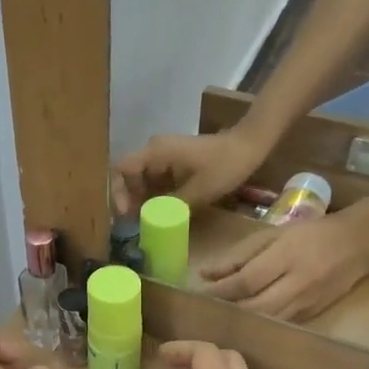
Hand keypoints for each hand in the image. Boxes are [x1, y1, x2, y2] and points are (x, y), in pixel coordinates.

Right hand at [112, 127, 268, 214]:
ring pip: (142, 180)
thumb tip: (150, 222)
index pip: (121, 169)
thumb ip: (170, 206)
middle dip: (130, 200)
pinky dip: (156, 196)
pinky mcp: (175, 162)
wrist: (251, 145)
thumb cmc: (225, 165)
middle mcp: (155, 150)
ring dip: (143, 201)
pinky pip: (157, 180)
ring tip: (148, 222)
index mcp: (156, 152)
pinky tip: (162, 213)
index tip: (126, 214)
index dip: (118, 193)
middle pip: (129, 176)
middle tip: (136, 224)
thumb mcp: (198, 191)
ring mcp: (165, 155)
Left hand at [201, 215, 368, 321]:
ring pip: (266, 320)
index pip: (246, 281)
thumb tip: (205, 273)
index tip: (199, 293)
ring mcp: (306, 303)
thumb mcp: (272, 234)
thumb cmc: (310, 234)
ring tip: (219, 316)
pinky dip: (258, 324)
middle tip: (205, 309)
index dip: (220, 290)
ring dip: (240, 321)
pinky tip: (242, 321)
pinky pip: (278, 324)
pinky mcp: (311, 316)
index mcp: (286, 257)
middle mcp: (297, 283)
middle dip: (227, 309)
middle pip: (254, 307)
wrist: (359, 244)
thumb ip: (238, 255)